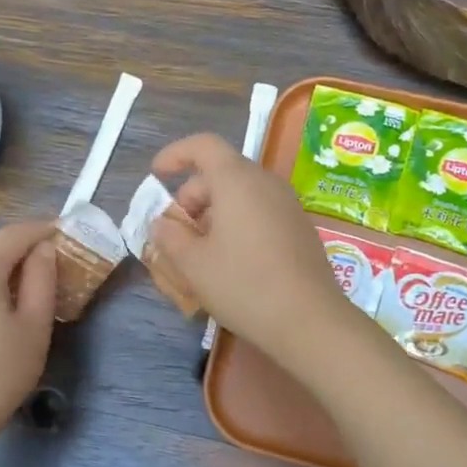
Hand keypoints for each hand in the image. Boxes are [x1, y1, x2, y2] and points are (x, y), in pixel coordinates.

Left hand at [0, 218, 58, 449]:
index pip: (14, 234)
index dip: (42, 229)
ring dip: (6, 268)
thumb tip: (44, 249)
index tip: (66, 231)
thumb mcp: (34, 325)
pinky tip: (2, 306)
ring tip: (33, 285)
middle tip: (56, 261)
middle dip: (25, 249)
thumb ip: (41, 279)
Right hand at [148, 133, 359, 365]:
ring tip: (201, 250)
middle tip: (177, 231)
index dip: (176, 154)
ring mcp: (288, 205)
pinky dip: (237, 223)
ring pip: (242, 193)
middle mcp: (266, 183)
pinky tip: (231, 260)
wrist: (309, 321)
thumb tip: (162, 223)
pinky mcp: (300, 228)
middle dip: (192, 195)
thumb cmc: (243, 284)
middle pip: (221, 171)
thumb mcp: (193, 264)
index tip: (157, 175)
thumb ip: (170, 236)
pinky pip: (260, 211)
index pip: (203, 145)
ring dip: (214, 212)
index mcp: (236, 180)